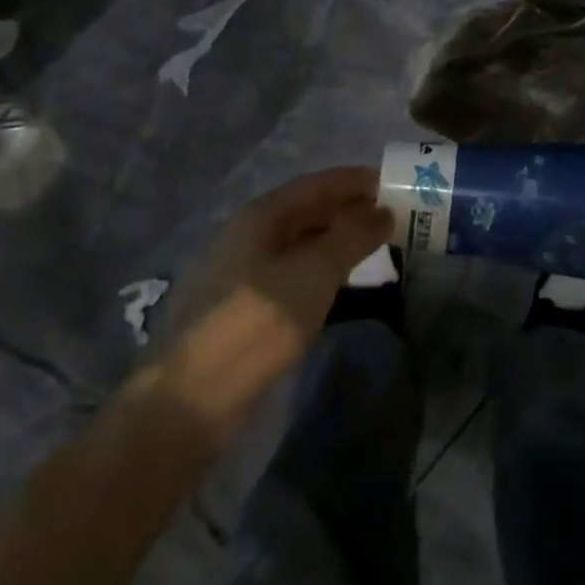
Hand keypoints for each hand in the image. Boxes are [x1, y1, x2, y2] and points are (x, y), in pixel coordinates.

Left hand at [150, 167, 390, 441]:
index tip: (394, 183)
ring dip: (338, 242)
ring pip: (301, 245)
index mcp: (261, 216)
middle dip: (350, 210)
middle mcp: (248, 237)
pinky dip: (323, 272)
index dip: (355, 181)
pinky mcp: (243, 312)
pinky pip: (293, 276)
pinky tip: (342, 286)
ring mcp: (242, 275)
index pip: (317, 184)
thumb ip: (352, 235)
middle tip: (394, 216)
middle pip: (307, 212)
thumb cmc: (256, 322)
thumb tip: (383, 211)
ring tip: (377, 248)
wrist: (191, 403)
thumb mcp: (315, 272)